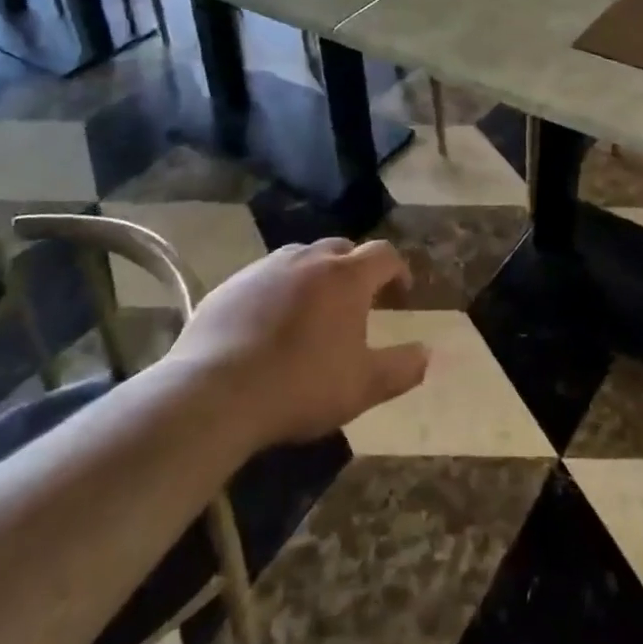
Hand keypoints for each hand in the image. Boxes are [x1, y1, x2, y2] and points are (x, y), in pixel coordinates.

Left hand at [163, 237, 428, 449]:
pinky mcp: (229, 286)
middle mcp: (307, 260)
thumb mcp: (363, 386)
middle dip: (355, 269)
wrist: (215, 394)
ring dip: (315, 275)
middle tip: (358, 302)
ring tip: (312, 310)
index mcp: (346, 277)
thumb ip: (402, 368)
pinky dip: (277, 291)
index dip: (398, 271)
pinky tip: (268, 325)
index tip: (400, 296)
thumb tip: (428, 354)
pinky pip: (263, 277)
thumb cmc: (301, 386)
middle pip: (341, 248)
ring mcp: (264, 268)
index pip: (384, 254)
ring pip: (300, 258)